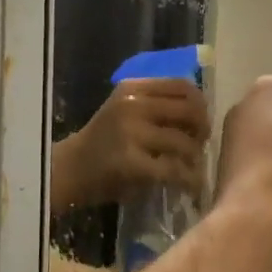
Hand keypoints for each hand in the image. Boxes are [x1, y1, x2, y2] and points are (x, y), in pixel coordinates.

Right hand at [51, 79, 209, 211]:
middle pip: (190, 110)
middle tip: (200, 144)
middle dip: (202, 129)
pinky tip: (190, 186)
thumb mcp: (126, 110)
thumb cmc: (102, 142)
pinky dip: (188, 180)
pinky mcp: (131, 163)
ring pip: (184, 142)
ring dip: (196, 158)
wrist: (68, 170)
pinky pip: (173, 170)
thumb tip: (201, 111)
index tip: (200, 120)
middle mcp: (132, 105)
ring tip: (193, 167)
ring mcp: (131, 133)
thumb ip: (156, 104)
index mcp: (132, 88)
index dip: (200, 103)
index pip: (182, 86)